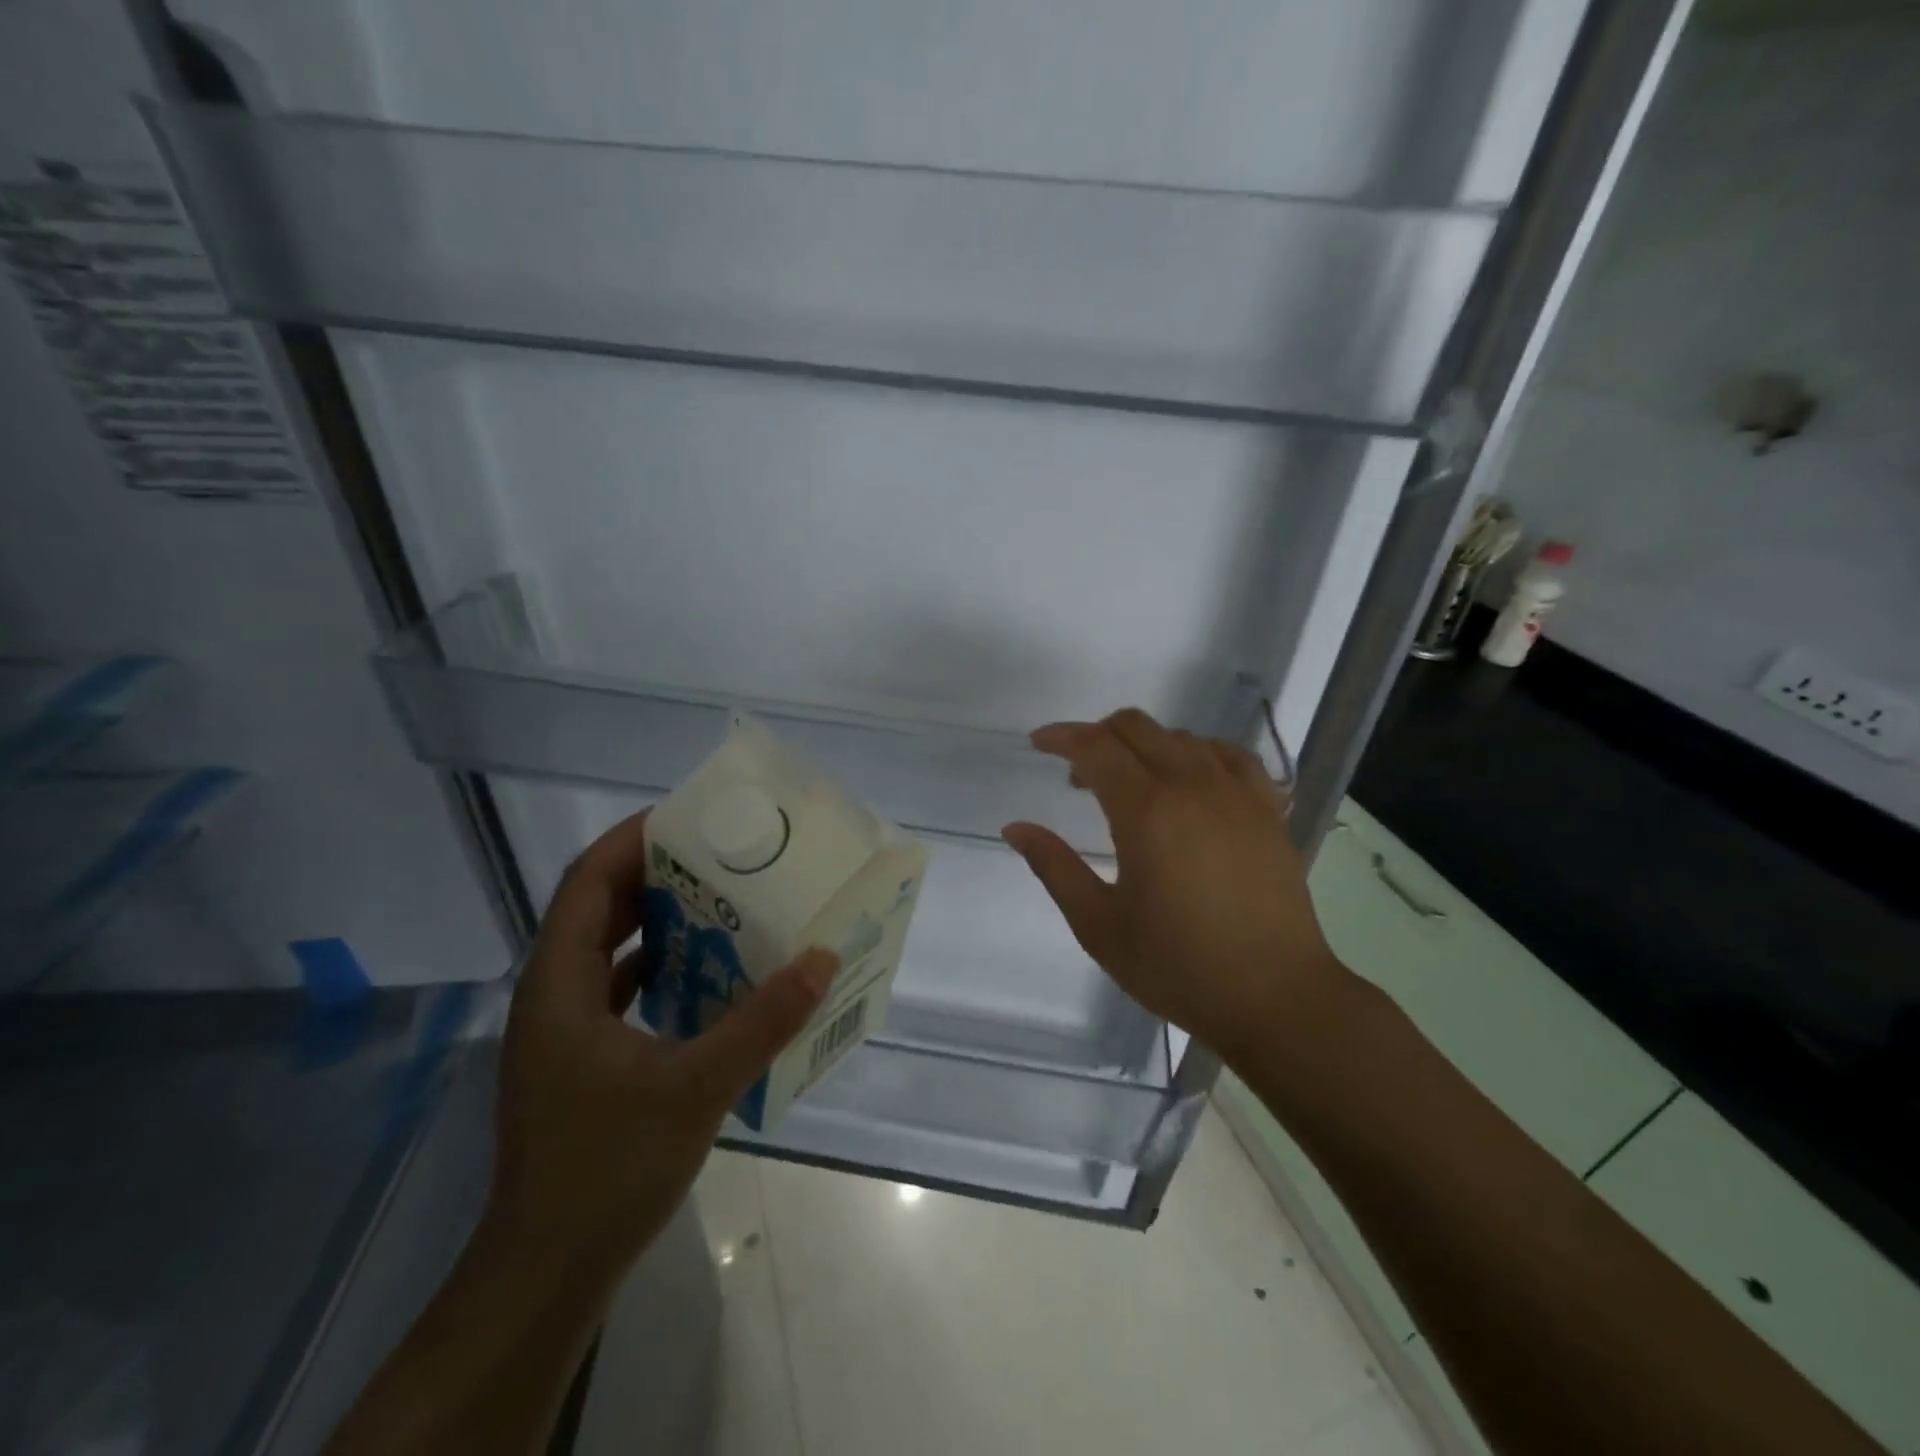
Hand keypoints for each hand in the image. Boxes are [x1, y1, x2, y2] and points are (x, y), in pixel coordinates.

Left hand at [485, 811, 837, 1286]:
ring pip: (608, 949)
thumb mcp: (696, 1087)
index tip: (690, 818)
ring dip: (658, 919)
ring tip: (722, 900)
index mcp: (559, 984)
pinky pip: (618, 988)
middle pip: (598, 907)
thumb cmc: (607, 1169)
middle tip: (721, 854)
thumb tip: (821, 960)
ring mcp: (563, 1030)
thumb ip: (762, 1020)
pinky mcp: (579, 1059)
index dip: (632, 840)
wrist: (548, 1272)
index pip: (587, 881)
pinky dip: (659, 966)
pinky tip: (707, 972)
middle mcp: (552, 995)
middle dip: (655, 874)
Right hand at [1001, 709, 1345, 1063]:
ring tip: (1130, 787)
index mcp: (1147, 811)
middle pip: (1138, 728)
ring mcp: (1237, 794)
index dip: (1062, 737)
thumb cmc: (1178, 966)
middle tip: (1079, 778)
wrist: (1276, 998)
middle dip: (1099, 736)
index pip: (1096, 747)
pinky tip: (1190, 781)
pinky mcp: (1267, 810)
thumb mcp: (1099, 925)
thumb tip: (1015, 828)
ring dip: (1144, 745)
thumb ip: (1054, 867)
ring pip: (1182, 737)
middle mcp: (1193, 786)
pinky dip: (1198, 753)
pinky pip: (1230, 755)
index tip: (1039, 743)